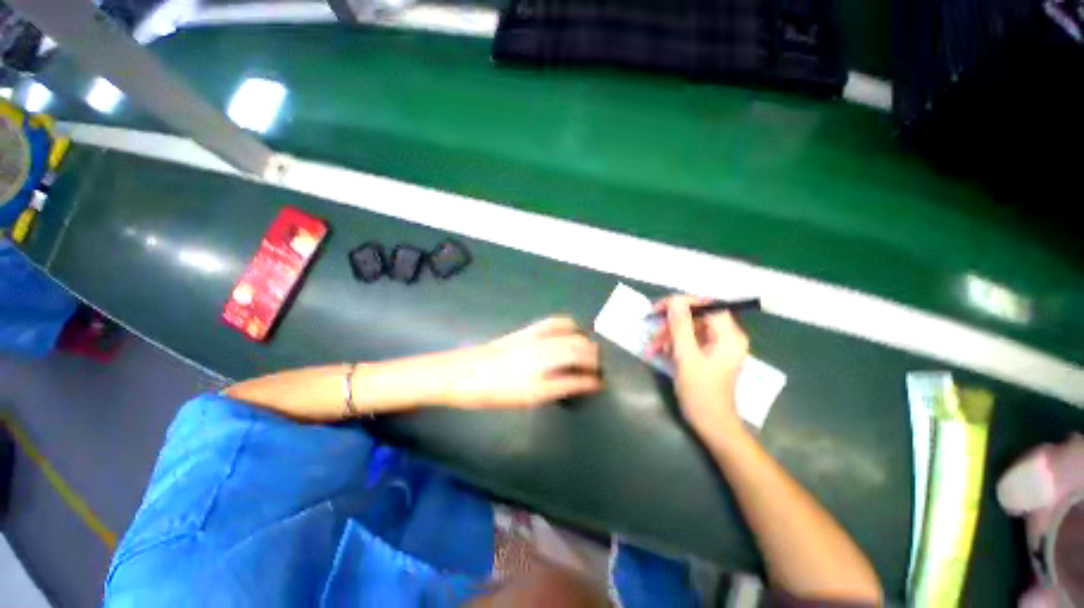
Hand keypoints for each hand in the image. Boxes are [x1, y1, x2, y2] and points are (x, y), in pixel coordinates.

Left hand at [446, 316, 602, 408]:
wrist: (462, 372)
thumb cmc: (494, 391)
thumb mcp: (531, 396)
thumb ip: (563, 387)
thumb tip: (588, 383)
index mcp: (546, 364)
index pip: (581, 365)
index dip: (594, 375)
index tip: (600, 383)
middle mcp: (545, 345)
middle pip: (580, 344)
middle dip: (594, 356)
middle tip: (595, 370)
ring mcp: (535, 334)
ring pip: (571, 330)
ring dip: (583, 340)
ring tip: (585, 353)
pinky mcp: (527, 330)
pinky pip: (555, 322)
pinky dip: (569, 326)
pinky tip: (568, 334)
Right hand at [646, 295, 748, 439]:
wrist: (712, 425)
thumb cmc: (701, 392)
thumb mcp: (686, 357)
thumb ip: (680, 326)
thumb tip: (675, 300)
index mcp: (729, 336)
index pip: (707, 305)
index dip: (682, 303)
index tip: (659, 308)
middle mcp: (727, 337)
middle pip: (696, 317)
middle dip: (671, 324)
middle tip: (652, 332)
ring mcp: (718, 347)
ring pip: (689, 330)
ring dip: (668, 336)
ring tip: (651, 348)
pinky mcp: (709, 356)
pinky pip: (689, 342)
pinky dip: (673, 345)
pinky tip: (659, 353)